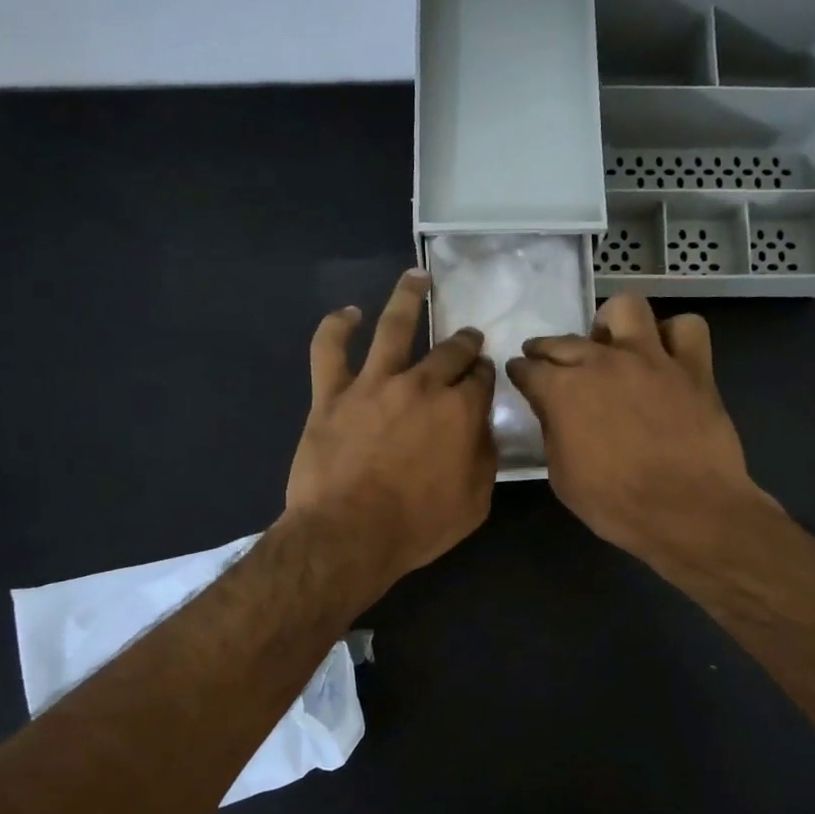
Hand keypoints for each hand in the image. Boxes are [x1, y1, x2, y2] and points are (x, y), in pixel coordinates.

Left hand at [286, 268, 496, 587]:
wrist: (348, 535)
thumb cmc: (417, 526)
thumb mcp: (475, 502)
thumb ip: (484, 457)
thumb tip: (482, 427)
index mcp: (460, 411)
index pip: (481, 379)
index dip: (485, 374)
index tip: (484, 375)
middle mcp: (421, 385)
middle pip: (448, 350)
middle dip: (463, 342)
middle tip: (467, 338)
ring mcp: (373, 384)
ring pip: (394, 326)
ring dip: (408, 298)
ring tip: (417, 278)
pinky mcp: (331, 394)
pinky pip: (329, 349)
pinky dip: (336, 326)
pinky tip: (346, 314)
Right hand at [506, 293, 774, 568]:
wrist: (687, 511)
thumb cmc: (616, 504)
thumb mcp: (562, 477)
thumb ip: (553, 434)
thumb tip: (553, 413)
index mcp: (563, 390)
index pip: (528, 368)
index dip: (520, 372)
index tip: (520, 376)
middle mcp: (602, 362)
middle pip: (565, 339)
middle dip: (548, 349)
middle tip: (549, 362)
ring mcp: (651, 358)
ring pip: (626, 308)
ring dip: (612, 323)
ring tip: (612, 344)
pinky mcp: (693, 367)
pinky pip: (686, 328)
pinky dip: (674, 337)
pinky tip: (666, 356)